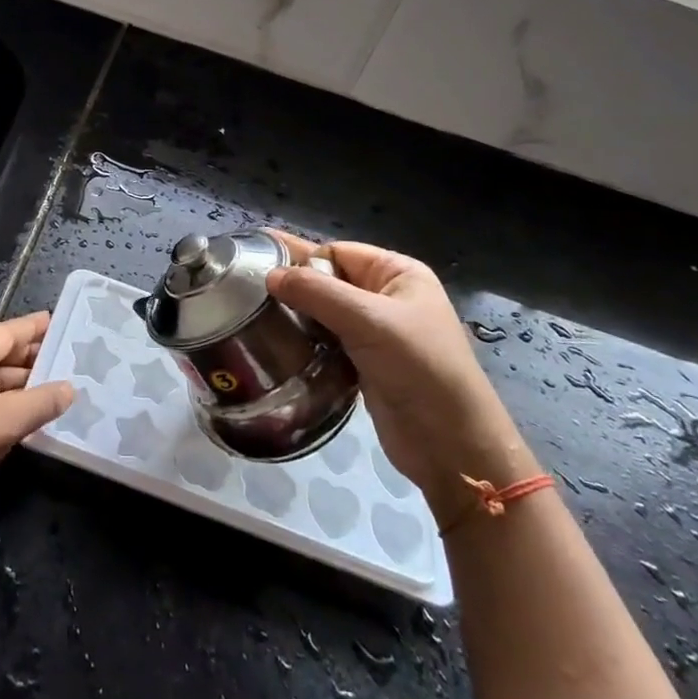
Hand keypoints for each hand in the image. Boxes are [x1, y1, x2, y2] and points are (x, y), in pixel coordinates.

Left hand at [0, 312, 72, 523]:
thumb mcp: (4, 421)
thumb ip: (41, 402)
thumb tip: (70, 388)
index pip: (5, 333)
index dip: (34, 328)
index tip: (61, 322)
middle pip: (0, 358)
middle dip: (33, 361)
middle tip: (70, 360)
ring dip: (23, 388)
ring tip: (59, 389)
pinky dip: (7, 408)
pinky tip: (31, 418)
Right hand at [267, 234, 520, 499]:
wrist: (453, 446)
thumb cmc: (420, 369)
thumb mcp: (369, 321)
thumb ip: (317, 293)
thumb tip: (270, 275)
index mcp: (397, 273)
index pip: (336, 252)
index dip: (303, 260)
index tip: (264, 274)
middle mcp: (386, 296)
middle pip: (329, 278)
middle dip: (293, 283)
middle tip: (244, 286)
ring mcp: (376, 332)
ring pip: (325, 311)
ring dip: (296, 314)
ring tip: (252, 314)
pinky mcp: (365, 363)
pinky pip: (327, 339)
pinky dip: (305, 339)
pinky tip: (277, 342)